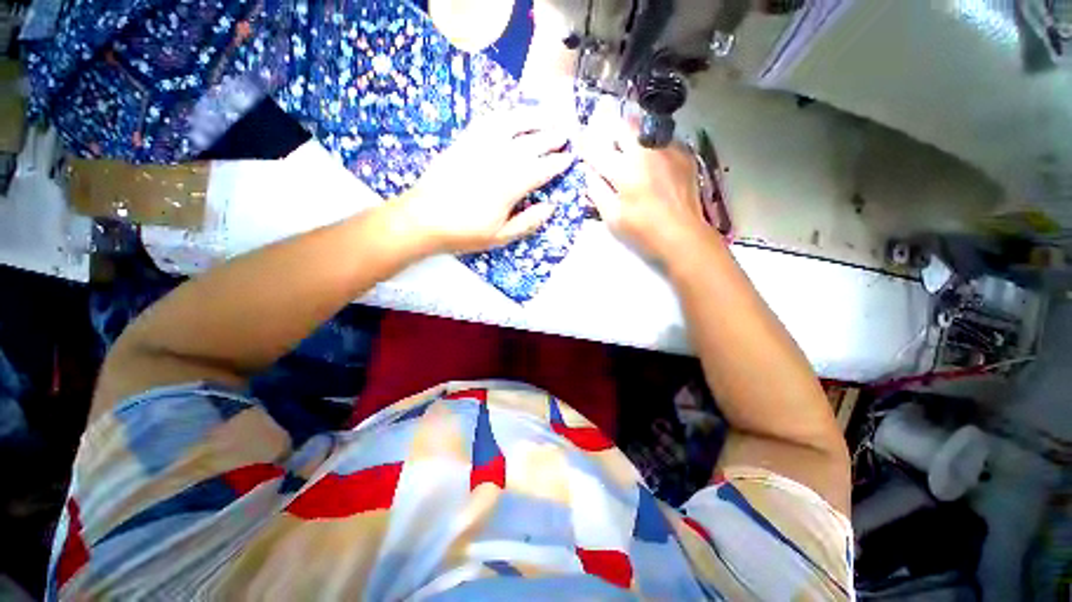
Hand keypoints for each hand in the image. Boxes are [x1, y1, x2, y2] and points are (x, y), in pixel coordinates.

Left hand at [394, 109, 573, 253]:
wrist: (423, 218)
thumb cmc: (464, 232)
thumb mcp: (500, 236)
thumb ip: (528, 222)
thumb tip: (550, 207)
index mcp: (510, 186)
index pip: (541, 169)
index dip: (557, 163)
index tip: (569, 158)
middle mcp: (498, 160)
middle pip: (531, 143)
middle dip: (551, 137)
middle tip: (565, 133)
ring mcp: (480, 147)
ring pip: (512, 125)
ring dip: (533, 118)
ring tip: (547, 116)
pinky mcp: (464, 141)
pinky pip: (488, 121)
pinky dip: (505, 115)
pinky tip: (513, 115)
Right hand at [579, 114, 709, 260]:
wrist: (682, 236)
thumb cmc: (642, 231)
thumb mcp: (612, 217)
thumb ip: (597, 191)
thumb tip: (589, 171)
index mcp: (623, 169)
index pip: (597, 150)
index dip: (585, 145)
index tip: (579, 141)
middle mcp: (645, 151)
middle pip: (623, 126)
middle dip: (610, 132)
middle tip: (608, 146)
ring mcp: (667, 149)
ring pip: (644, 129)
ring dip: (632, 137)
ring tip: (631, 153)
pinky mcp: (684, 154)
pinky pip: (662, 140)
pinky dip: (651, 148)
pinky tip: (653, 165)